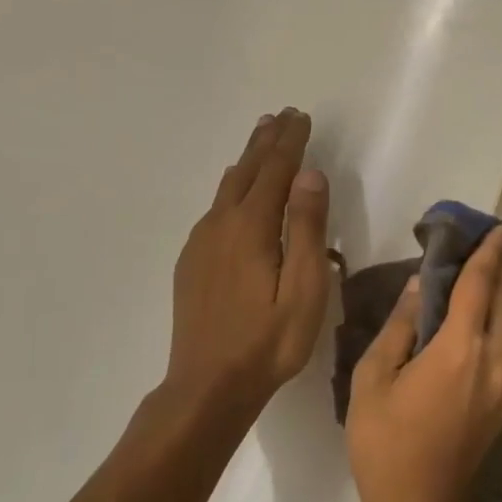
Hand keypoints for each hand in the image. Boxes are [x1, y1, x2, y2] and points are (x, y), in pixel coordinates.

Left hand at [163, 109, 331, 415]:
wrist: (207, 386)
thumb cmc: (269, 341)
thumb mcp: (303, 288)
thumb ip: (306, 228)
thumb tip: (309, 174)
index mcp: (251, 227)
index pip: (275, 170)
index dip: (290, 142)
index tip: (301, 116)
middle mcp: (221, 225)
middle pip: (246, 170)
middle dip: (266, 141)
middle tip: (282, 116)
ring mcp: (201, 244)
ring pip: (227, 187)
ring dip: (248, 160)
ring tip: (261, 139)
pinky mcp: (192, 262)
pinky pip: (215, 209)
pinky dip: (233, 187)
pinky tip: (235, 192)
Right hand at [345, 226, 501, 501]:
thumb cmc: (385, 444)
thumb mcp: (373, 380)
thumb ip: (399, 327)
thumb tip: (415, 288)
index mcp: (460, 349)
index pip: (479, 286)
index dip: (488, 254)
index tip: (499, 228)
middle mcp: (494, 360)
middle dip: (498, 269)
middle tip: (488, 243)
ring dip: (495, 298)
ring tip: (476, 278)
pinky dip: (491, 325)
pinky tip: (470, 324)